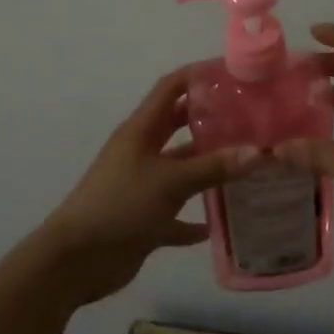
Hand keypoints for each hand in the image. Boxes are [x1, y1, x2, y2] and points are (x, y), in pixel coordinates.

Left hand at [35, 68, 252, 304]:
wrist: (76, 260)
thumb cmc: (121, 205)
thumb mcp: (171, 182)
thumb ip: (213, 167)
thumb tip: (258, 151)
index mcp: (141, 131)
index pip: (170, 89)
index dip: (197, 76)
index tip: (231, 73)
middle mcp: (141, 152)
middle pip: (178, 126)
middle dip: (209, 121)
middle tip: (248, 119)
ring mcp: (141, 186)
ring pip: (180, 171)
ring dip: (207, 170)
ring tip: (246, 167)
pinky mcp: (142, 220)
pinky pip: (174, 215)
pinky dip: (192, 219)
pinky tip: (217, 224)